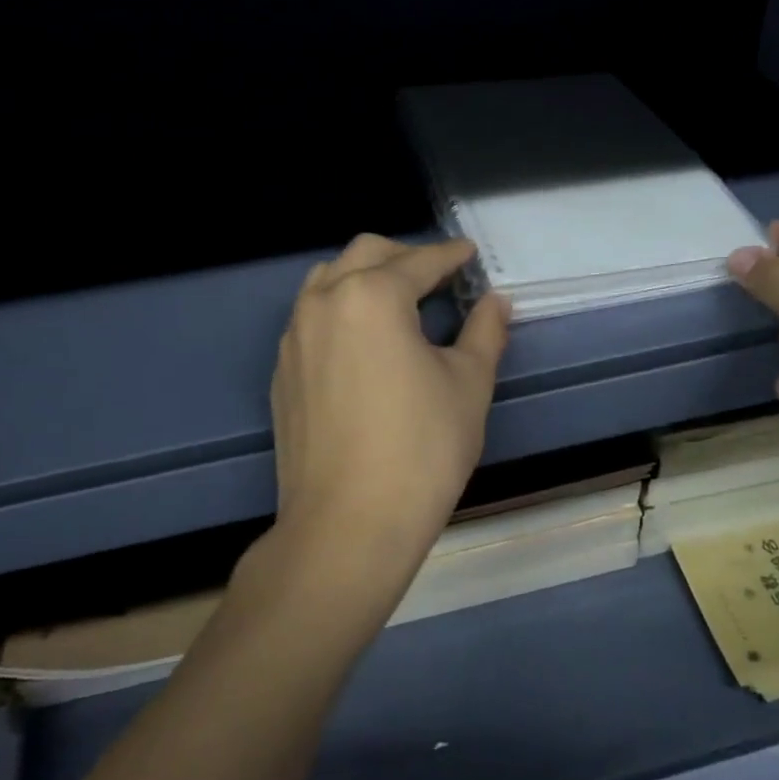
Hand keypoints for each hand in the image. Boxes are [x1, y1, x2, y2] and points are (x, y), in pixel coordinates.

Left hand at [267, 235, 510, 602]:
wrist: (348, 525)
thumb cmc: (421, 449)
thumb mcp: (468, 384)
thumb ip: (484, 332)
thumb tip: (496, 302)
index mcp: (371, 296)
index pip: (418, 261)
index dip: (450, 256)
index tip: (469, 254)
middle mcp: (324, 303)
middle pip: (365, 254)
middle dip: (404, 256)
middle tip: (437, 277)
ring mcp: (294, 338)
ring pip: (328, 281)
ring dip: (365, 278)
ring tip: (397, 303)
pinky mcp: (282, 373)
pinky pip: (310, 319)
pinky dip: (340, 312)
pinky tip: (363, 345)